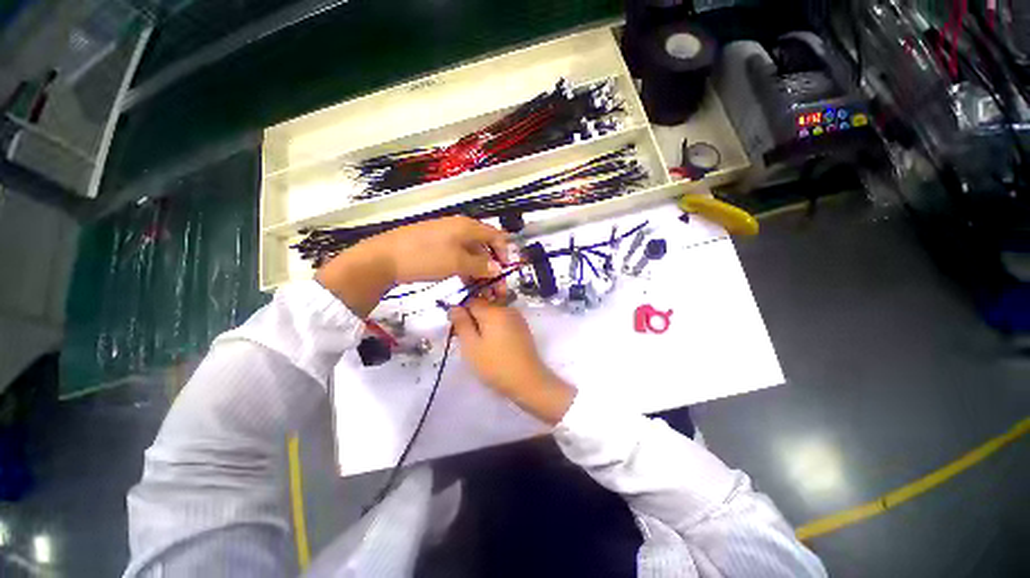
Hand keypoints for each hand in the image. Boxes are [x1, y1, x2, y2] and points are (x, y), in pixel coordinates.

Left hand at [316, 217, 507, 316]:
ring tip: (483, 289)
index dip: (505, 252)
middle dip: (494, 265)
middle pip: (485, 246)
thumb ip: (480, 265)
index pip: (496, 235)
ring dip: (481, 270)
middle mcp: (460, 228)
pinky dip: (467, 269)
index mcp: (467, 226)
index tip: (508, 271)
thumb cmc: (424, 257)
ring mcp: (447, 237)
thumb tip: (498, 268)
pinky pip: (459, 257)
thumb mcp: (456, 262)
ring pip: (472, 253)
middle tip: (496, 286)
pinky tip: (468, 282)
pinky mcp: (437, 247)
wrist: (383, 259)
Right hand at [449, 300, 575, 424]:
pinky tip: (492, 343)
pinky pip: (503, 319)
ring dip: (483, 322)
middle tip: (466, 338)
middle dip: (472, 317)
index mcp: (493, 310)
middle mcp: (506, 309)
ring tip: (479, 343)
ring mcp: (516, 317)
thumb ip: (461, 323)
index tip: (456, 328)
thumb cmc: (495, 364)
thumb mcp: (471, 346)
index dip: (460, 311)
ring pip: (493, 312)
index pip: (471, 300)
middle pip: (484, 304)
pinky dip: (495, 326)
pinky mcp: (522, 327)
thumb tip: (454, 306)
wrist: (527, 380)